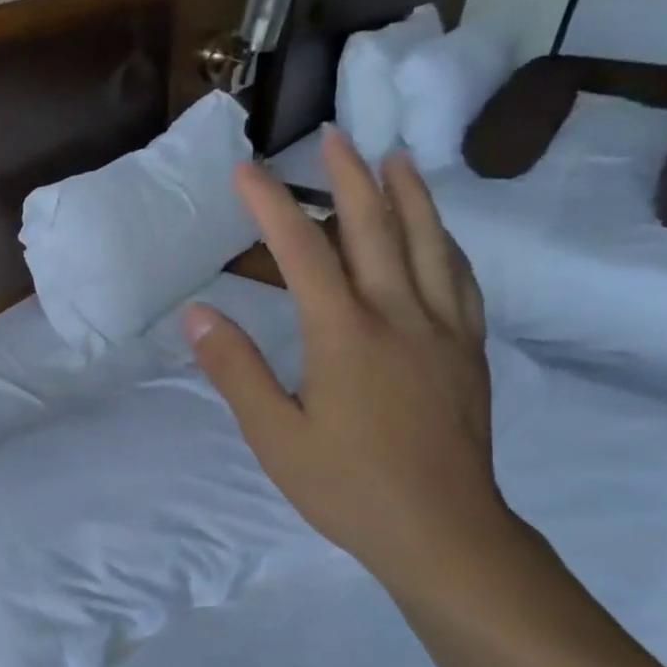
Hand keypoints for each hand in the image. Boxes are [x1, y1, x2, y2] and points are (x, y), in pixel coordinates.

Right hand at [185, 128, 514, 594]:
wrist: (441, 530)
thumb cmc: (346, 485)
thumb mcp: (273, 435)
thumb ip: (236, 369)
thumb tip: (199, 314)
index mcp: (344, 333)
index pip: (302, 250)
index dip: (270, 205)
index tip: (245, 170)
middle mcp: (398, 315)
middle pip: (375, 228)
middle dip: (349, 177)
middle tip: (333, 136)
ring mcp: (441, 330)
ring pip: (429, 243)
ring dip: (409, 194)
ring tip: (395, 158)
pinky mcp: (467, 350)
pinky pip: (459, 279)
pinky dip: (445, 243)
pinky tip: (440, 235)